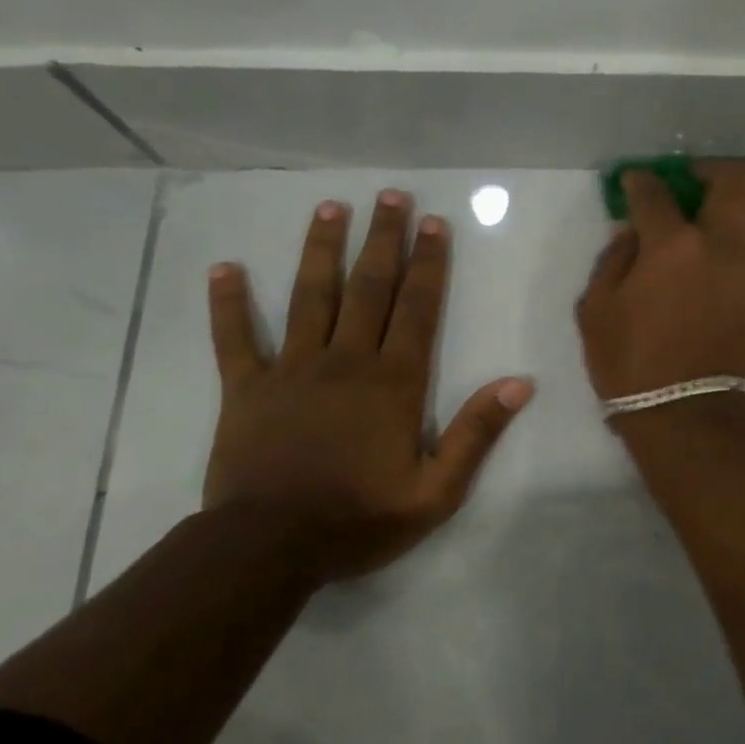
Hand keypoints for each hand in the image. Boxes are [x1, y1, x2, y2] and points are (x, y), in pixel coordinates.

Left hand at [203, 192, 533, 582]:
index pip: (418, 308)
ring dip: (321, 250)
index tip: (433, 223)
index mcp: (394, 382)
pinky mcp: (245, 389)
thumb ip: (477, 433)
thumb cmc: (360, 518)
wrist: (269, 548)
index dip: (428, 263)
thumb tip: (519, 383)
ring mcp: (291, 370)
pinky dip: (229, 303)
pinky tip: (225, 268)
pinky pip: (235, 339)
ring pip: (309, 297)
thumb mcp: (437, 490)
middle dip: (382, 239)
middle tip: (390, 195)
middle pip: (369, 288)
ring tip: (329, 208)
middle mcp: (346, 361)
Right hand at [576, 161, 744, 405]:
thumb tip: (632, 232)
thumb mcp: (596, 312)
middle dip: (714, 168)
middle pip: (734, 180)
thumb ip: (612, 261)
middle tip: (700, 178)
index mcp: (673, 245)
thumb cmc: (633, 367)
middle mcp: (725, 244)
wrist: (688, 417)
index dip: (641, 181)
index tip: (637, 182)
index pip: (654, 194)